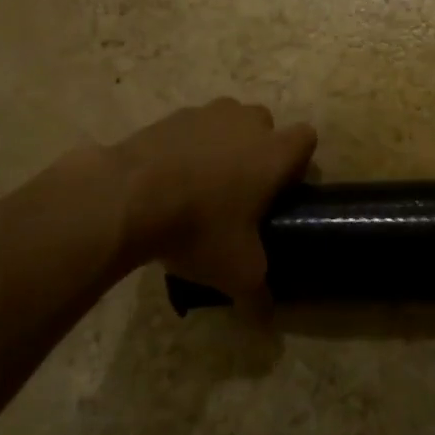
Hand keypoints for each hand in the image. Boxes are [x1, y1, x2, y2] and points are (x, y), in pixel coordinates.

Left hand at [106, 99, 316, 296]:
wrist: (127, 197)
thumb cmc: (199, 227)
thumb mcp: (236, 271)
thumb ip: (258, 293)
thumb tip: (265, 320)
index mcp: (275, 152)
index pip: (306, 139)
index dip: (297, 164)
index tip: (280, 192)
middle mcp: (247, 123)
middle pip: (266, 127)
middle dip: (258, 152)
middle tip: (239, 192)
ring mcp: (207, 114)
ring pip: (227, 123)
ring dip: (222, 146)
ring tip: (199, 186)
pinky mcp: (170, 117)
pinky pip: (191, 129)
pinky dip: (186, 148)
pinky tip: (166, 181)